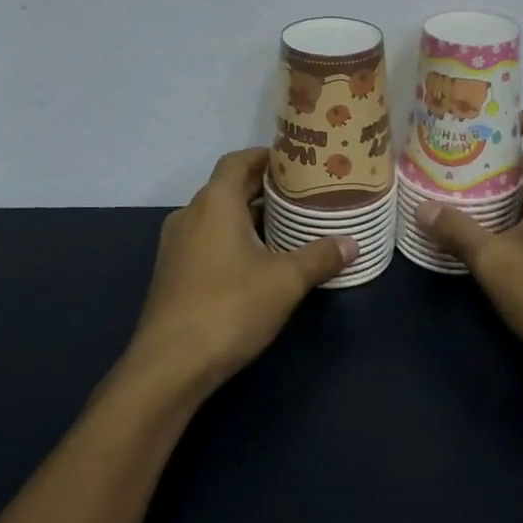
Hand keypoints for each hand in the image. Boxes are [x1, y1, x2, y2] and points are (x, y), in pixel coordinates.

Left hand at [124, 149, 354, 395]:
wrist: (170, 365)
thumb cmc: (230, 308)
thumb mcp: (285, 281)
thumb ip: (320, 257)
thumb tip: (352, 243)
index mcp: (214, 203)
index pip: (238, 161)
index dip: (265, 157)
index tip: (296, 163)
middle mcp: (190, 215)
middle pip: (228, 187)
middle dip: (263, 189)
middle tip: (302, 195)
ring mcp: (176, 245)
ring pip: (217, 217)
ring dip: (248, 217)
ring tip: (287, 228)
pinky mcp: (172, 273)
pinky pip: (207, 241)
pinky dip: (232, 240)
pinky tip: (258, 263)